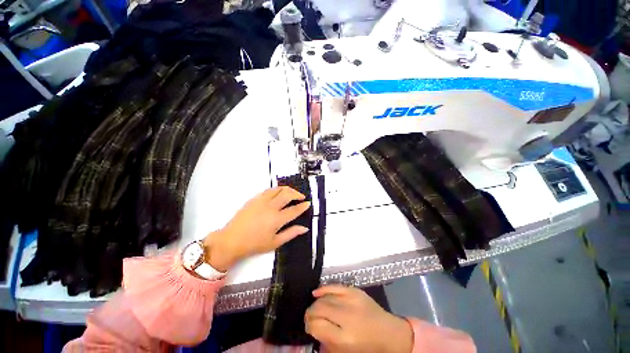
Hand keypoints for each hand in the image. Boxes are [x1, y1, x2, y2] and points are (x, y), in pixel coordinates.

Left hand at [203, 186, 310, 270]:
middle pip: (287, 194)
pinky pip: (268, 190)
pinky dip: (276, 190)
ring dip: (287, 189)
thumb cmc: (253, 244)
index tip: (307, 203)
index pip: (294, 209)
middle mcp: (270, 207)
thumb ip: (291, 233)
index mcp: (276, 219)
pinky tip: (278, 194)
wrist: (231, 240)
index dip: (303, 206)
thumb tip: (304, 228)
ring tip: (291, 193)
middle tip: (301, 197)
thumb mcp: (275, 243)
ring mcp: (261, 201)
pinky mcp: (254, 199)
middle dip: (297, 194)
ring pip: (278, 189)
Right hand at [305, 285, 413, 352]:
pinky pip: (334, 286)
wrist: (389, 333)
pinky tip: (316, 293)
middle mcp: (347, 316)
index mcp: (345, 337)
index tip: (308, 327)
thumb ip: (327, 342)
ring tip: (314, 308)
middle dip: (310, 313)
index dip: (309, 326)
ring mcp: (351, 300)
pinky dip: (323, 289)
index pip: (317, 326)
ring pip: (325, 297)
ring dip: (316, 303)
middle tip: (309, 318)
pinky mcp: (355, 291)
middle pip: (319, 309)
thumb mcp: (345, 351)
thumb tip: (313, 329)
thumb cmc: (367, 347)